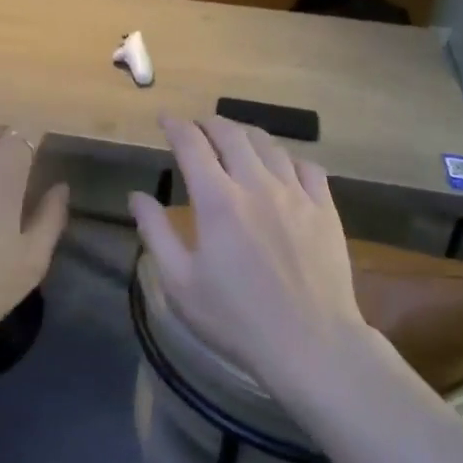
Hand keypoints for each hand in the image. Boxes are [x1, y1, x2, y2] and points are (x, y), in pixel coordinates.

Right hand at [129, 116, 365, 387]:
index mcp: (218, 201)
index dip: (176, 126)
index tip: (165, 118)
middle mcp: (258, 185)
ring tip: (234, 137)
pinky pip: (307, 166)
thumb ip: (156, 233)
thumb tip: (137, 196)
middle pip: (232, 134)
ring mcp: (297, 194)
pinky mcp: (325, 209)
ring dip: (246, 134)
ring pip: (270, 145)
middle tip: (197, 125)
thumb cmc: (236, 319)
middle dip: (210, 123)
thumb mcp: (181, 283)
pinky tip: (281, 166)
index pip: (192, 145)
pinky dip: (287, 157)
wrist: (311, 343)